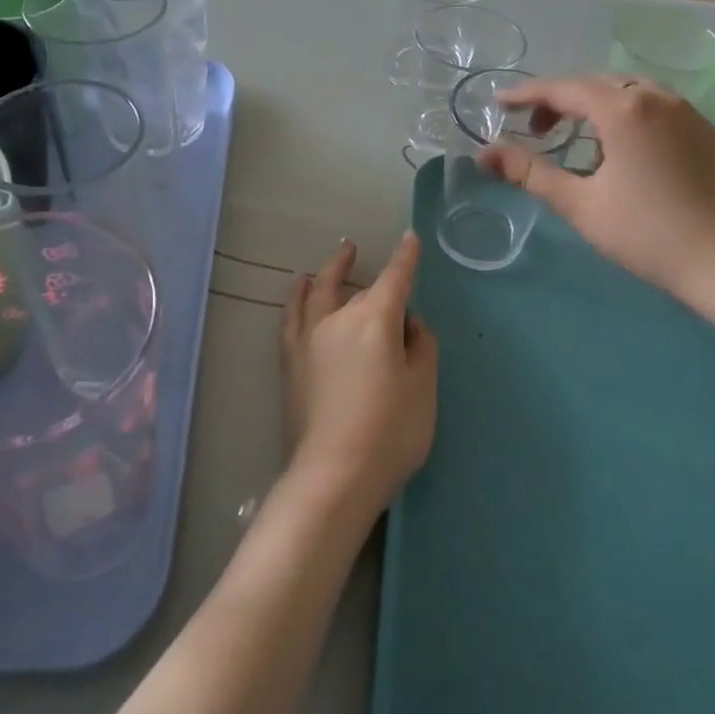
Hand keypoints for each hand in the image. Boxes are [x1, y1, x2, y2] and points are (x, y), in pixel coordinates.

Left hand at [280, 233, 438, 515]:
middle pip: (359, 290)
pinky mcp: (291, 361)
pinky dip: (297, 296)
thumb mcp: (423, 388)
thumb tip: (408, 323)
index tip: (410, 238)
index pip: (395, 279)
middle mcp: (339, 319)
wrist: (334, 475)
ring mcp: (310, 338)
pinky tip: (300, 290)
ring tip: (335, 257)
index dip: (405, 258)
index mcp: (376, 320)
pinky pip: (292, 315)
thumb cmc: (390, 432)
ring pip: (318, 292)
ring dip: (329, 271)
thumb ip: (420, 347)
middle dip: (368, 275)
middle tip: (365, 259)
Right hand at [479, 72, 714, 309]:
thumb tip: (484, 154)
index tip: (498, 103)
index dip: (526, 94)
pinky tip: (627, 154)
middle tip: (537, 129)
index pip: (563, 89)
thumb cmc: (647, 234)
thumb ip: (529, 173)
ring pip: (632, 92)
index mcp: (624, 109)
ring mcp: (691, 113)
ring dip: (597, 106)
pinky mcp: (711, 134)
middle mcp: (659, 97)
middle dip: (561, 100)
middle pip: (598, 84)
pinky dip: (630, 118)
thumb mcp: (580, 205)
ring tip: (580, 141)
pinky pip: (660, 110)